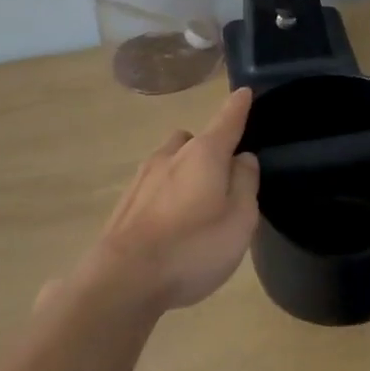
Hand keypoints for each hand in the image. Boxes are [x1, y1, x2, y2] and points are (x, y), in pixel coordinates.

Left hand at [88, 88, 260, 310]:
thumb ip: (245, 184)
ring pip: (169, 162)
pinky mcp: (125, 204)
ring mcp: (142, 179)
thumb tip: (242, 159)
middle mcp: (170, 156)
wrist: (123, 278)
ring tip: (196, 206)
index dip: (238, 107)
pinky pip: (153, 187)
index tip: (244, 92)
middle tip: (221, 178)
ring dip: (184, 173)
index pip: (227, 120)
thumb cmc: (192, 247)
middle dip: (208, 149)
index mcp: (204, 154)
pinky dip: (166, 196)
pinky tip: (170, 226)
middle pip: (193, 140)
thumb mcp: (239, 219)